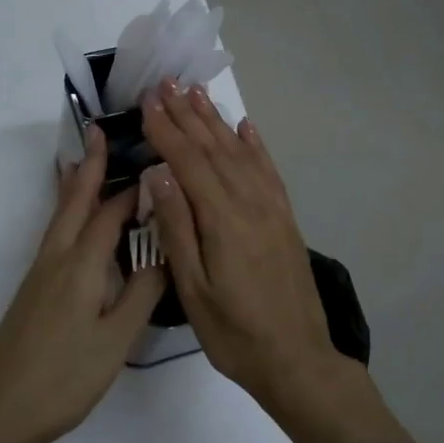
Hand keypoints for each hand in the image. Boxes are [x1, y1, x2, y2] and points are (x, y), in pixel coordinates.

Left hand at [0, 125, 164, 442]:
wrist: (0, 405)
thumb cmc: (64, 375)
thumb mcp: (115, 340)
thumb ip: (141, 294)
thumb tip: (165, 254)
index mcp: (80, 265)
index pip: (109, 214)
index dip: (130, 189)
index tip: (151, 163)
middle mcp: (56, 257)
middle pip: (74, 201)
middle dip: (90, 166)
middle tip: (101, 132)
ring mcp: (40, 271)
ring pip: (60, 215)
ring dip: (75, 184)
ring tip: (86, 161)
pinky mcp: (33, 286)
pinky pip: (55, 232)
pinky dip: (67, 210)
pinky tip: (73, 218)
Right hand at [141, 79, 346, 415]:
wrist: (297, 360)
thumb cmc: (234, 332)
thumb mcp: (193, 288)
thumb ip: (177, 227)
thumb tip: (158, 172)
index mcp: (223, 218)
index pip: (187, 161)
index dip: (165, 129)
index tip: (146, 101)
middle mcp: (250, 201)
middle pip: (213, 147)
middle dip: (187, 113)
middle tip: (166, 82)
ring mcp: (272, 207)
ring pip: (239, 151)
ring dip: (215, 120)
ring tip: (196, 92)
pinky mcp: (285, 217)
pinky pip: (267, 169)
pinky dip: (253, 143)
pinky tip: (244, 126)